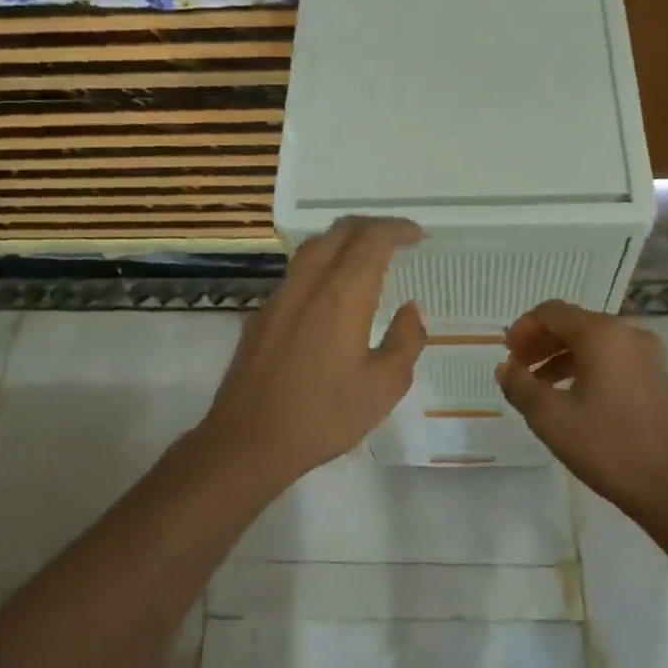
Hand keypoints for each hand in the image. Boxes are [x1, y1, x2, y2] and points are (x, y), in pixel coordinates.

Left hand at [200, 217, 426, 490]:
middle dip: (371, 227)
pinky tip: (330, 294)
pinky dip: (322, 265)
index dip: (398, 229)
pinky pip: (297, 272)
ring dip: (343, 242)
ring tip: (366, 259)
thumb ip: (406, 341)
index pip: (372, 239)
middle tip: (396, 239)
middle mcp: (309, 283)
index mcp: (343, 293)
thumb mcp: (383, 386)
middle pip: (339, 232)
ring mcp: (279, 296)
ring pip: (313, 248)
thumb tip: (413, 309)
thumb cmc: (324, 415)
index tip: (418, 236)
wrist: (248, 440)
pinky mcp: (261, 315)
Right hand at [498, 301, 667, 519]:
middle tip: (518, 370)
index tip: (507, 355)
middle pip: (574, 323)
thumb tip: (505, 368)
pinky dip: (585, 367)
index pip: (553, 312)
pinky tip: (570, 397)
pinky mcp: (656, 376)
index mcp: (602, 334)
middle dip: (541, 343)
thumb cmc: (607, 446)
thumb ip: (520, 386)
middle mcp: (628, 333)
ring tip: (538, 387)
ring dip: (561, 357)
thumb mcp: (551, 418)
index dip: (524, 328)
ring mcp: (647, 354)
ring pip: (594, 342)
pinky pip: (612, 358)